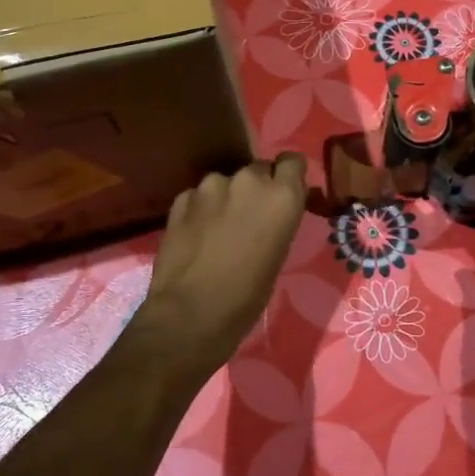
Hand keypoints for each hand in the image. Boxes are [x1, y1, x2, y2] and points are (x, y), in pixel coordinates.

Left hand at [130, 153, 309, 378]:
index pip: (292, 161)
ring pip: (225, 182)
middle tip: (250, 217)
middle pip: (258, 169)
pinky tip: (196, 235)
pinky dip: (200, 209)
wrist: (191, 313)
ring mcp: (211, 186)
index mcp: (282, 195)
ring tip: (218, 228)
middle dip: (256, 187)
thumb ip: (279, 217)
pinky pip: (198, 196)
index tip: (284, 191)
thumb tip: (274, 209)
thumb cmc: (248, 295)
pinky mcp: (182, 198)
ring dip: (226, 197)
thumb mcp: (280, 253)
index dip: (288, 175)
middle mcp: (249, 180)